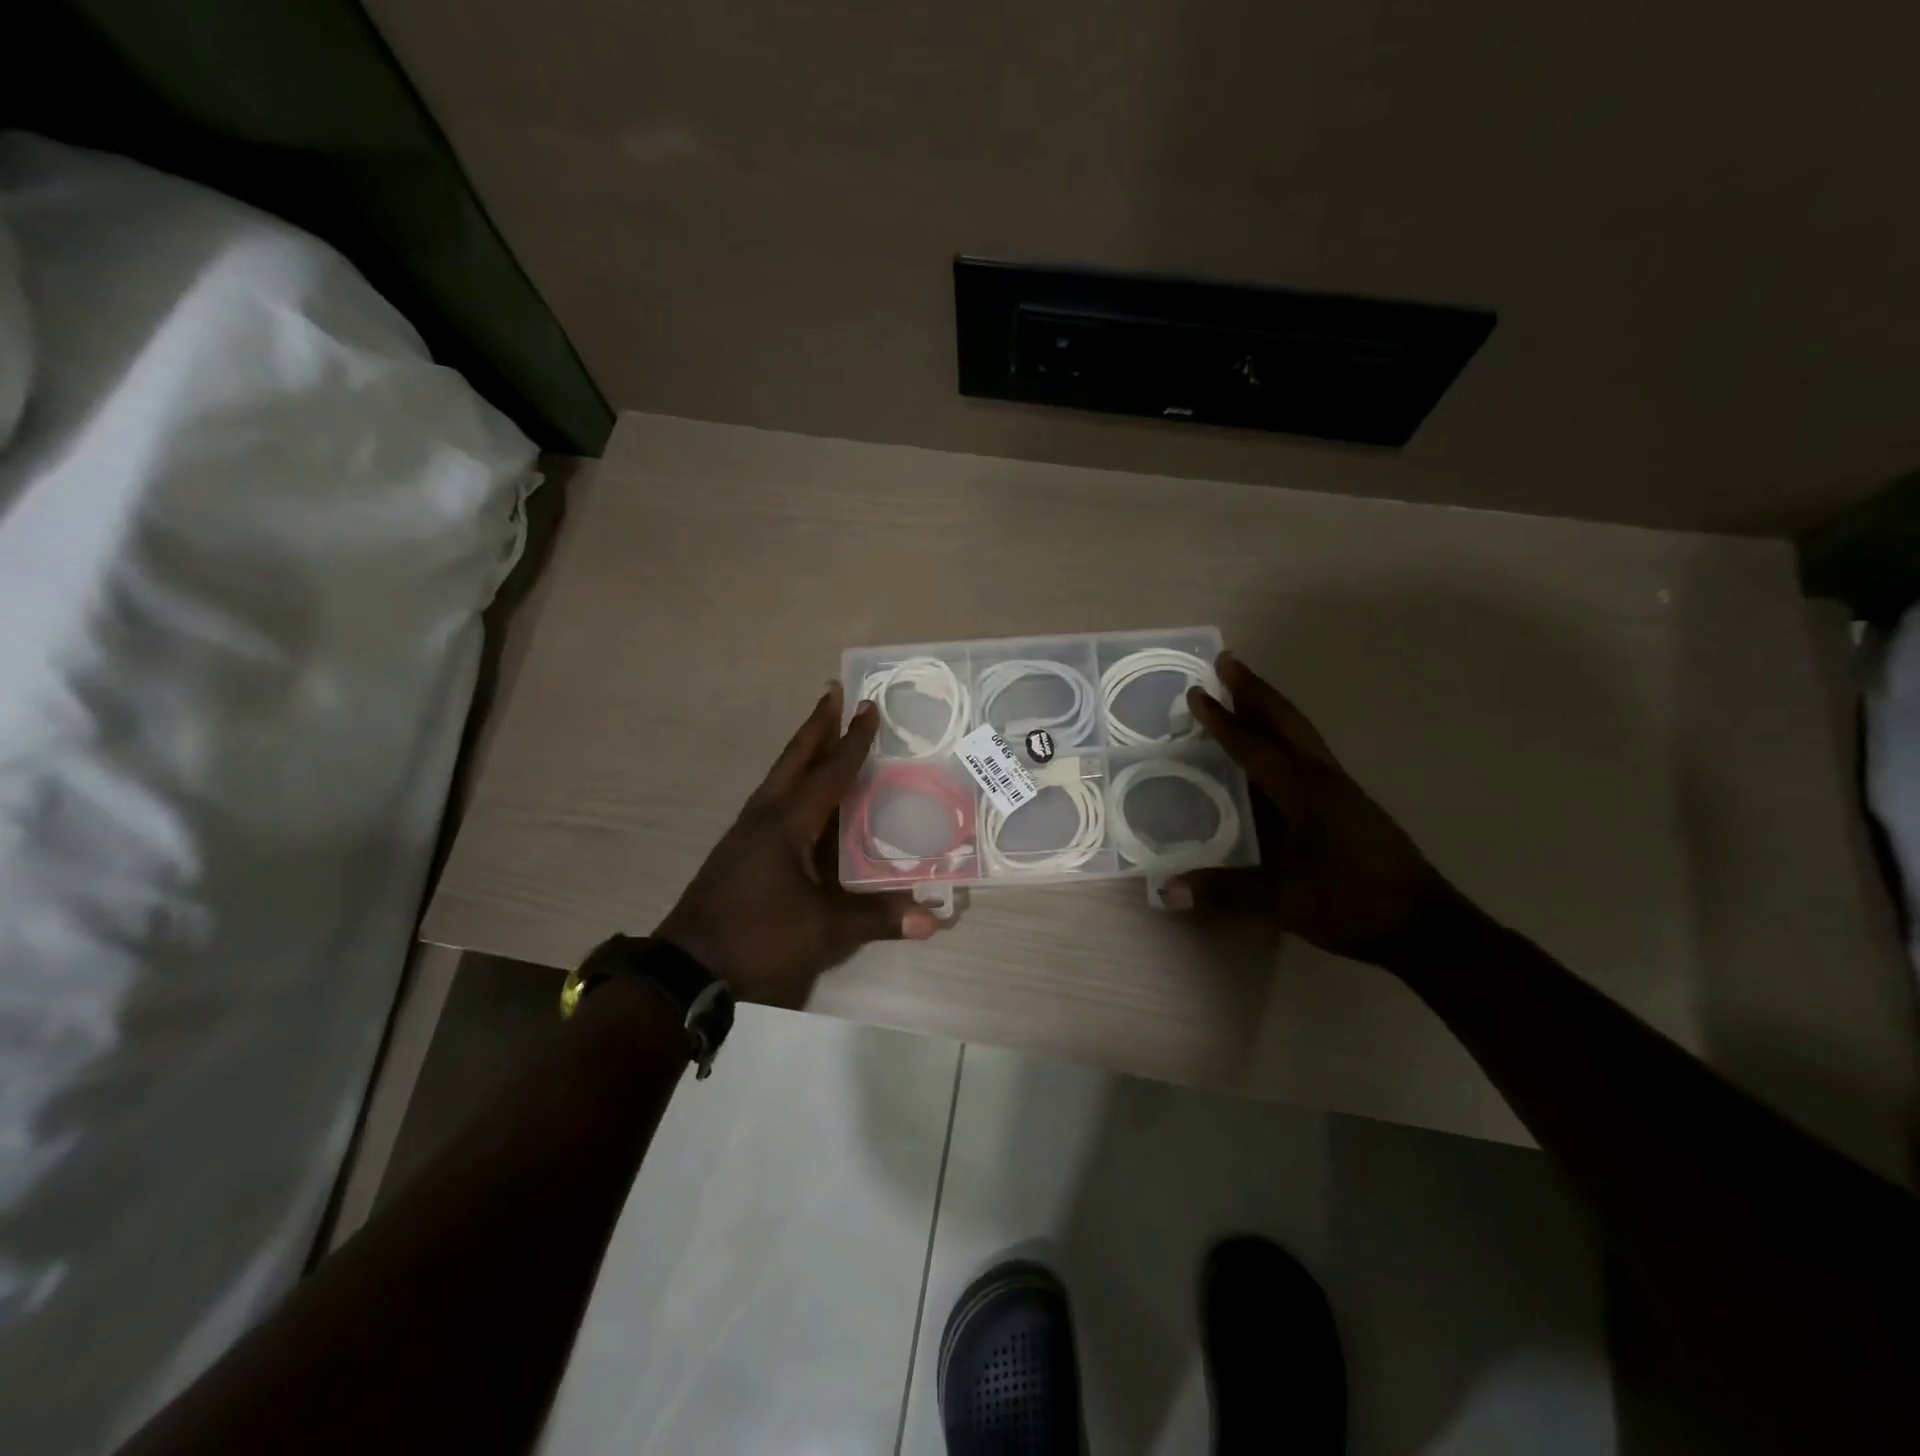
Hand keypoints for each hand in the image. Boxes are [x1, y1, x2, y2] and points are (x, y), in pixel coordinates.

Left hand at [655, 685, 942, 1005]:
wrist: (688, 967)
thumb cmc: (758, 938)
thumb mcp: (823, 931)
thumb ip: (876, 919)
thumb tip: (931, 920)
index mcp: (787, 823)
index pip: (829, 772)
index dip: (853, 740)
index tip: (868, 706)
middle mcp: (765, 815)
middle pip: (795, 759)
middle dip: (817, 726)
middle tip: (834, 693)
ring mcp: (747, 831)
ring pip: (781, 776)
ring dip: (804, 751)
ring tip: (824, 732)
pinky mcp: (740, 849)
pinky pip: (774, 798)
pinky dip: (794, 780)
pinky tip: (805, 794)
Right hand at [1163, 652, 1468, 965]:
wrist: (1425, 928)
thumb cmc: (1353, 904)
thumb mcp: (1285, 900)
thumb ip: (1226, 892)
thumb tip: (1167, 890)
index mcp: (1306, 792)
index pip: (1256, 746)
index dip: (1223, 720)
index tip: (1196, 692)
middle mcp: (1325, 780)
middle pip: (1287, 722)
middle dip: (1255, 691)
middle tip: (1227, 662)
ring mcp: (1341, 792)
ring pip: (1301, 736)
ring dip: (1271, 711)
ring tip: (1243, 694)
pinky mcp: (1349, 808)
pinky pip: (1307, 757)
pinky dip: (1283, 739)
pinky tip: (1270, 754)